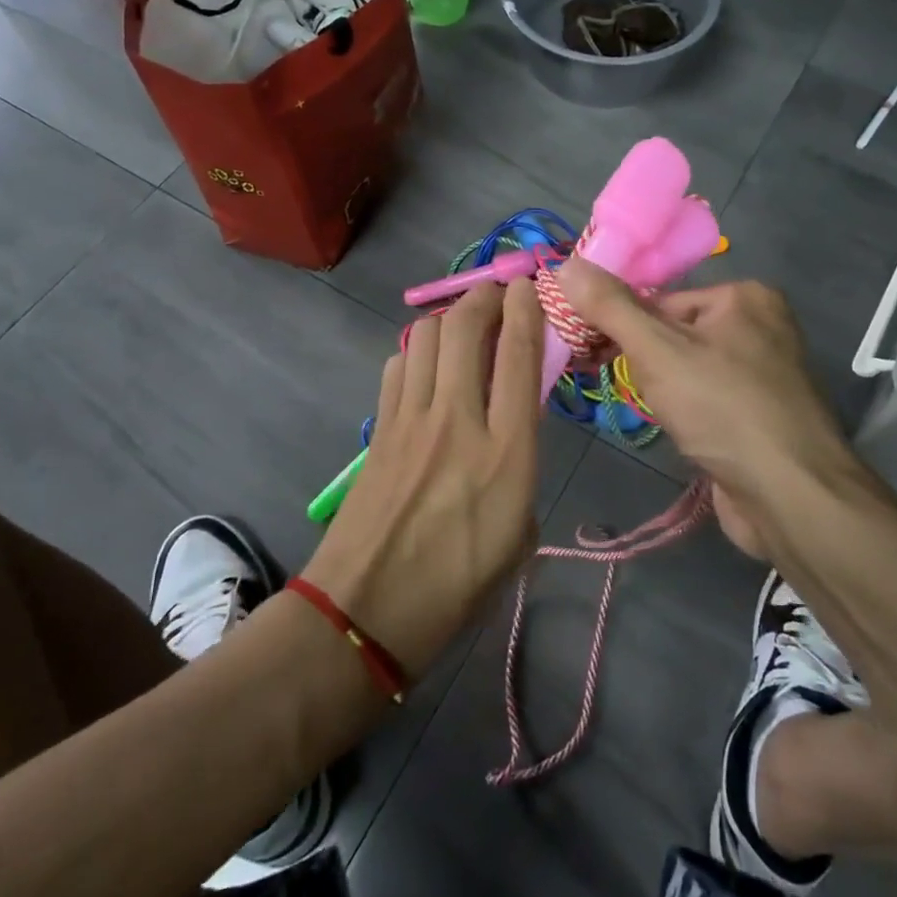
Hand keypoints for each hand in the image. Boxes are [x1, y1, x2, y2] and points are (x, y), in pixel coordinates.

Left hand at [301, 279, 542, 677]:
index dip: (527, 307)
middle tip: (499, 295)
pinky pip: (398, 365)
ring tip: (466, 328)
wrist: (366, 611)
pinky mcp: (378, 428)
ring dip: (451, 319)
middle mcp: (458, 420)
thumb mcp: (520, 534)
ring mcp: (410, 419)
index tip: (531, 286)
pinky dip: (418, 352)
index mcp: (506, 453)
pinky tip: (427, 367)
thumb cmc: (458, 587)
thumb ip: (521, 469)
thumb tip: (513, 428)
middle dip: (486, 296)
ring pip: (427, 335)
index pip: (518, 355)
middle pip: (466, 326)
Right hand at [557, 260, 859, 511]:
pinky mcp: (761, 415)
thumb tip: (565, 265)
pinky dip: (686, 411)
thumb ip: (610, 307)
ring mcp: (765, 374)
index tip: (587, 350)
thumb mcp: (657, 350)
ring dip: (660, 390)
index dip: (619, 324)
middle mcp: (761, 327)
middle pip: (673, 333)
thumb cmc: (723, 409)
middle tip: (612, 382)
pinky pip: (707, 398)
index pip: (659, 299)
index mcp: (744, 296)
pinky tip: (678, 431)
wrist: (791, 497)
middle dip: (641, 361)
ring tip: (653, 412)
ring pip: (687, 369)